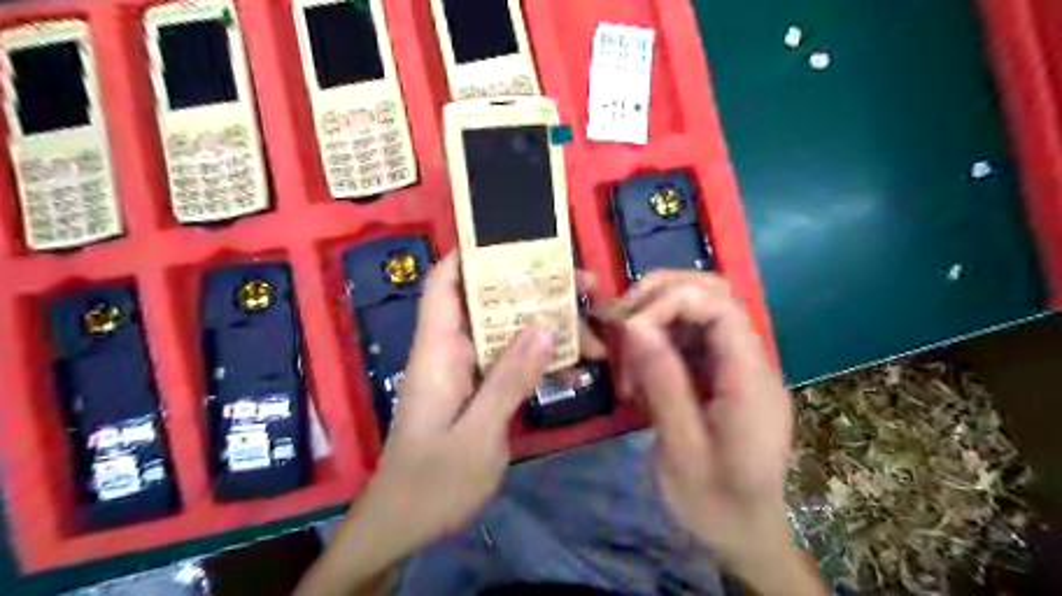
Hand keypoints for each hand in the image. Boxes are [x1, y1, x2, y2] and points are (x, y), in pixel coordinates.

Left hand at [291, 250, 555, 595]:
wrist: (405, 527)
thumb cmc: (431, 484)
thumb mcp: (476, 435)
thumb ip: (509, 380)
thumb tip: (545, 326)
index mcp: (437, 351)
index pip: (444, 284)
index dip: (472, 255)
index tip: (517, 241)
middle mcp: (451, 352)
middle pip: (490, 303)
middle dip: (535, 290)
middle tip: (584, 286)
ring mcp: (466, 372)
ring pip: (508, 332)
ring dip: (547, 327)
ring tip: (594, 330)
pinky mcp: (479, 391)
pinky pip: (512, 362)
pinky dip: (541, 358)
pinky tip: (575, 365)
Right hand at [614, 271, 796, 574]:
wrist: (745, 534)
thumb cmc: (717, 503)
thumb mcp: (683, 449)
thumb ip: (663, 383)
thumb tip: (633, 325)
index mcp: (750, 379)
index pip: (720, 305)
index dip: (670, 300)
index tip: (629, 328)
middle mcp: (750, 360)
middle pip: (713, 293)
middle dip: (660, 295)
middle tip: (619, 323)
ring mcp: (737, 365)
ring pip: (698, 309)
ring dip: (655, 318)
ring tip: (625, 355)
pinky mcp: (721, 374)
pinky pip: (689, 337)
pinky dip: (658, 341)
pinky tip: (638, 373)